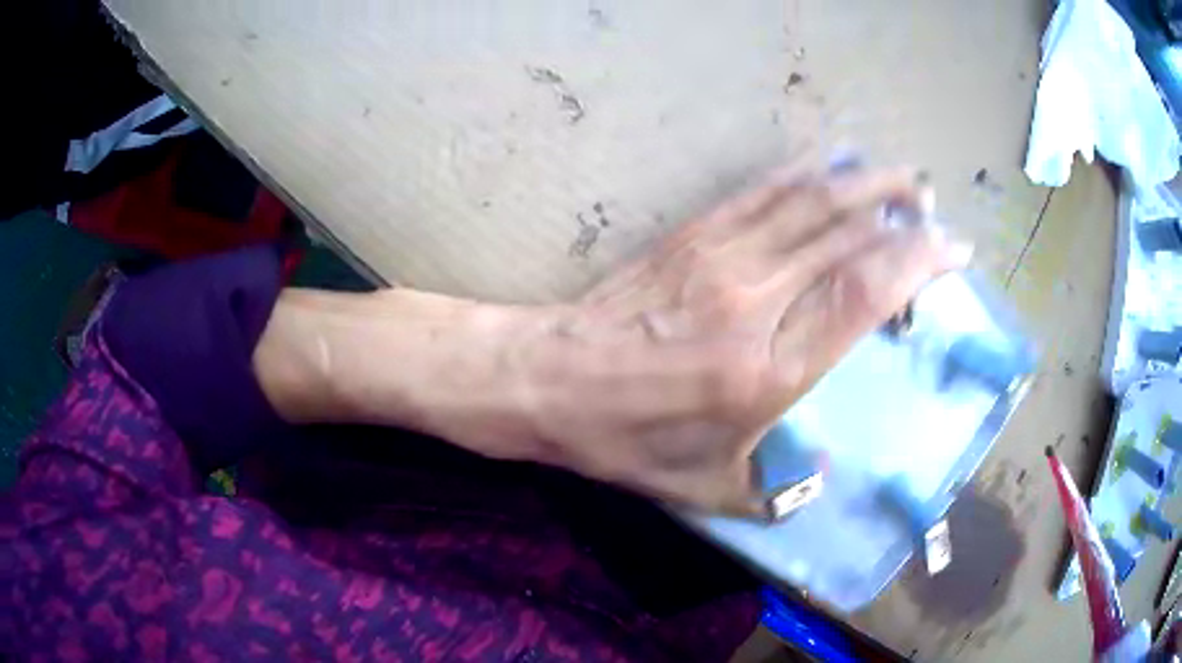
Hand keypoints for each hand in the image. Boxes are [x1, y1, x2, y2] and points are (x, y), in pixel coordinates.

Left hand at [255, 164, 969, 516]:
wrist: (546, 379)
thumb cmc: (624, 441)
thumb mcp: (703, 490)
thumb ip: (773, 496)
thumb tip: (823, 480)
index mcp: (768, 370)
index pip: (866, 294)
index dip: (919, 262)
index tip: (953, 251)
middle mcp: (756, 300)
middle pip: (851, 236)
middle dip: (906, 215)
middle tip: (937, 212)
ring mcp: (722, 256)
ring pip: (813, 201)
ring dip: (867, 183)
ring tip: (904, 178)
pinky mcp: (693, 234)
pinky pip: (764, 192)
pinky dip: (808, 174)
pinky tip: (835, 165)